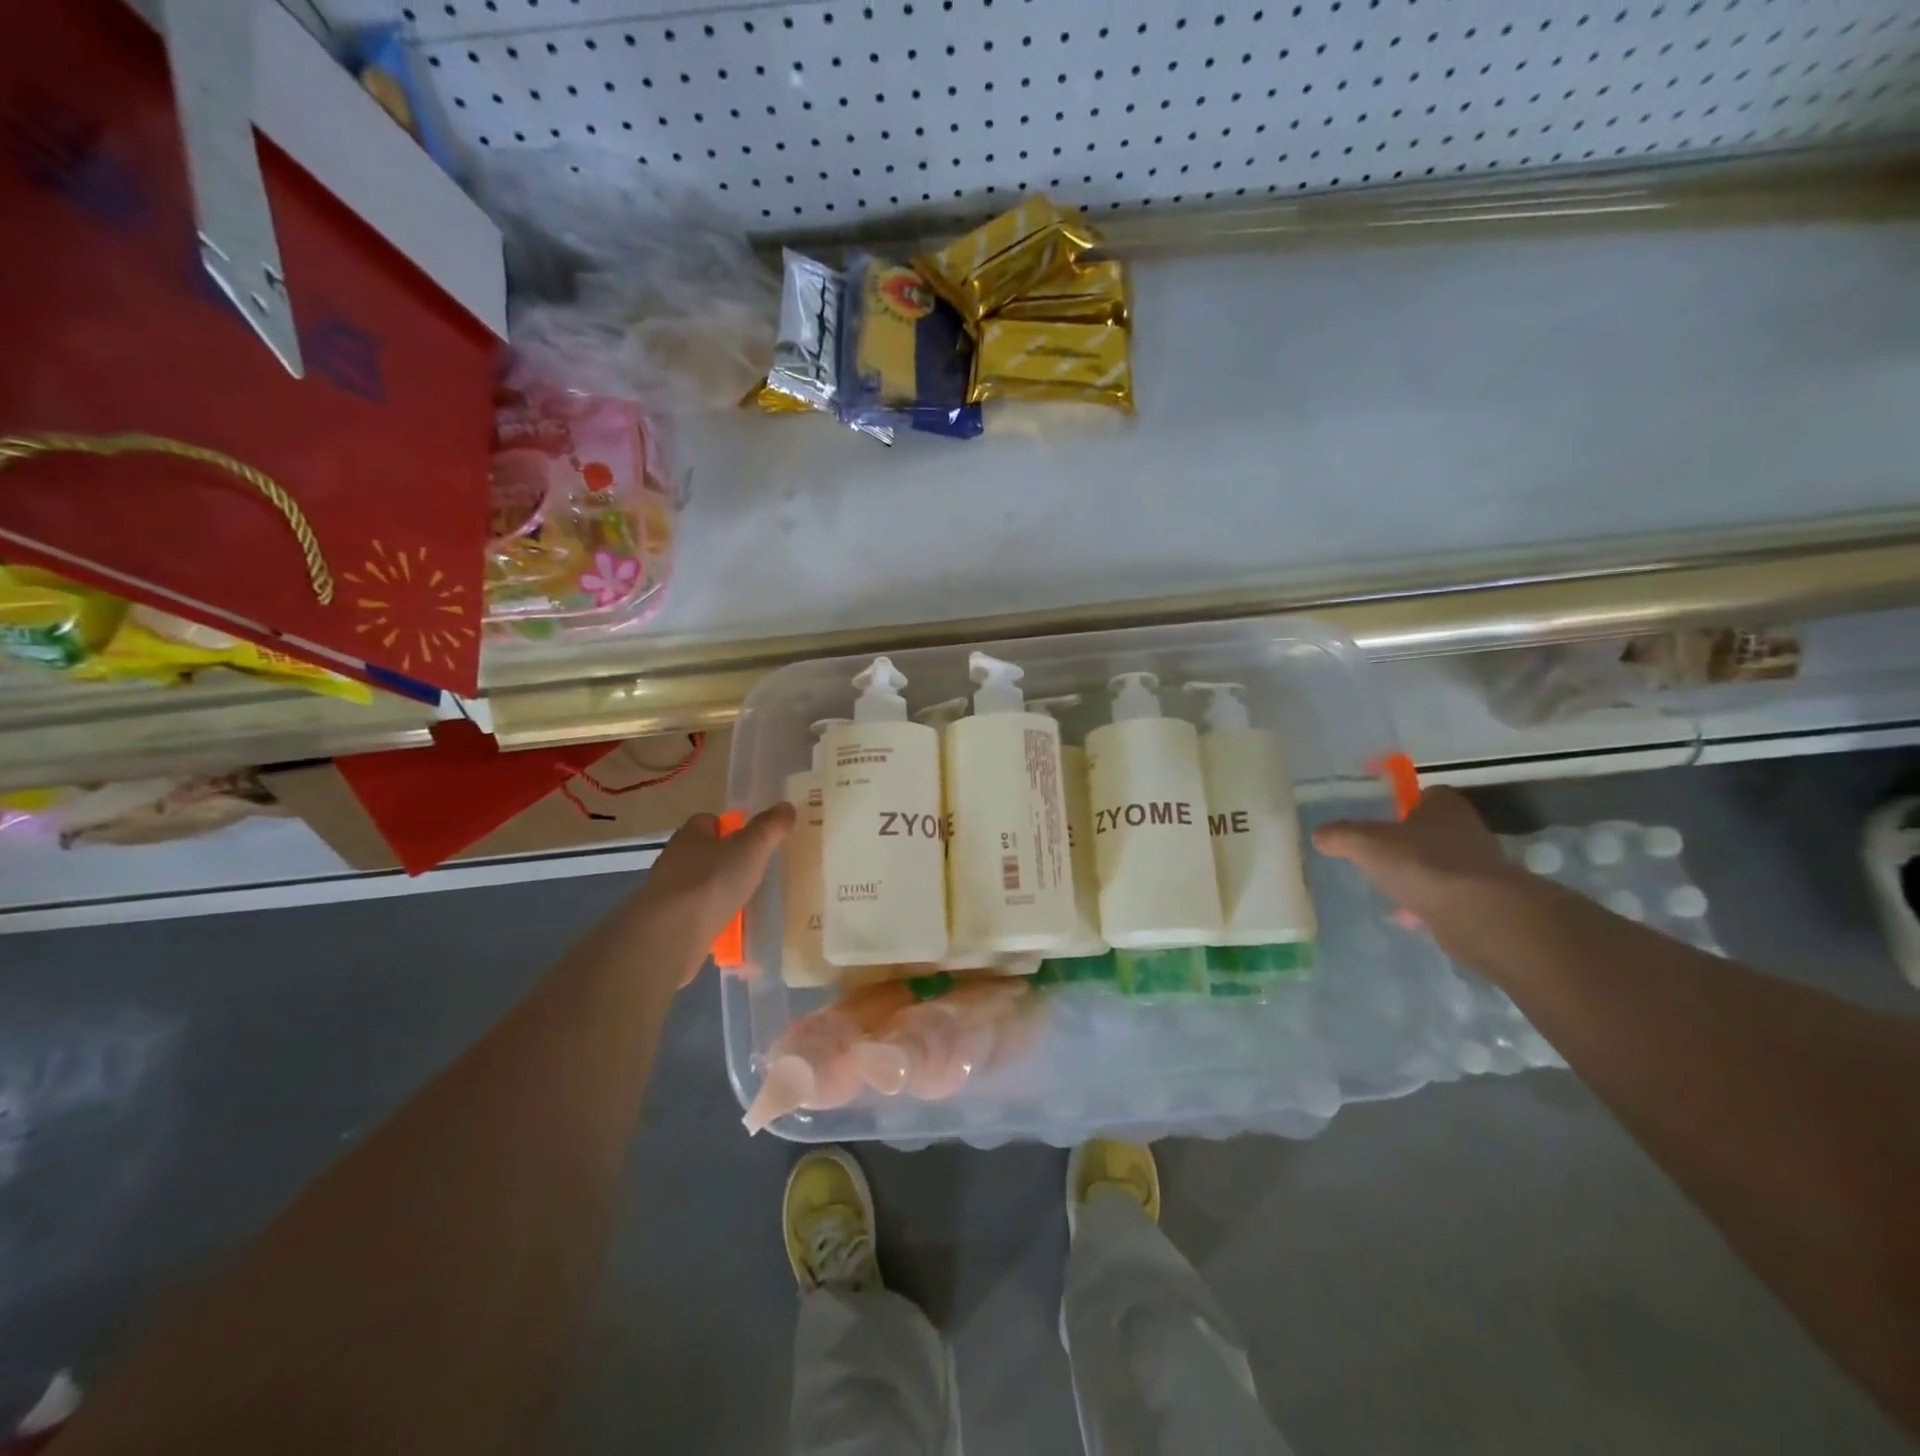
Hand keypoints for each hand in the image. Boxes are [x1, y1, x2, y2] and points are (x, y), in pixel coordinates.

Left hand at [634, 804, 794, 973]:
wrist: (670, 935)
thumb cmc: (711, 881)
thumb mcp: (751, 848)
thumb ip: (770, 827)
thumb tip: (786, 806)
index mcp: (691, 835)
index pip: (709, 821)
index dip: (731, 827)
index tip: (753, 840)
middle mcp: (675, 859)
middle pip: (705, 853)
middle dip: (728, 861)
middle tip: (757, 871)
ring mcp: (669, 893)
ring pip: (701, 886)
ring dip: (720, 892)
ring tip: (749, 902)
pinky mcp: (669, 923)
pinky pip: (698, 916)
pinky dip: (713, 920)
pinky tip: (733, 930)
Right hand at [1312, 786, 1513, 922]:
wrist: (1477, 914)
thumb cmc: (1421, 863)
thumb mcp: (1364, 843)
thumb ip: (1339, 836)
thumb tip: (1319, 835)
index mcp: (1445, 806)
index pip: (1426, 794)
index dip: (1403, 804)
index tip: (1381, 819)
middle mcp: (1468, 830)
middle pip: (1433, 830)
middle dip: (1409, 842)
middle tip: (1380, 854)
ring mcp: (1481, 867)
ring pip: (1441, 864)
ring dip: (1419, 874)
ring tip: (1390, 888)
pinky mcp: (1485, 899)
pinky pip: (1448, 895)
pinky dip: (1429, 902)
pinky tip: (1408, 915)